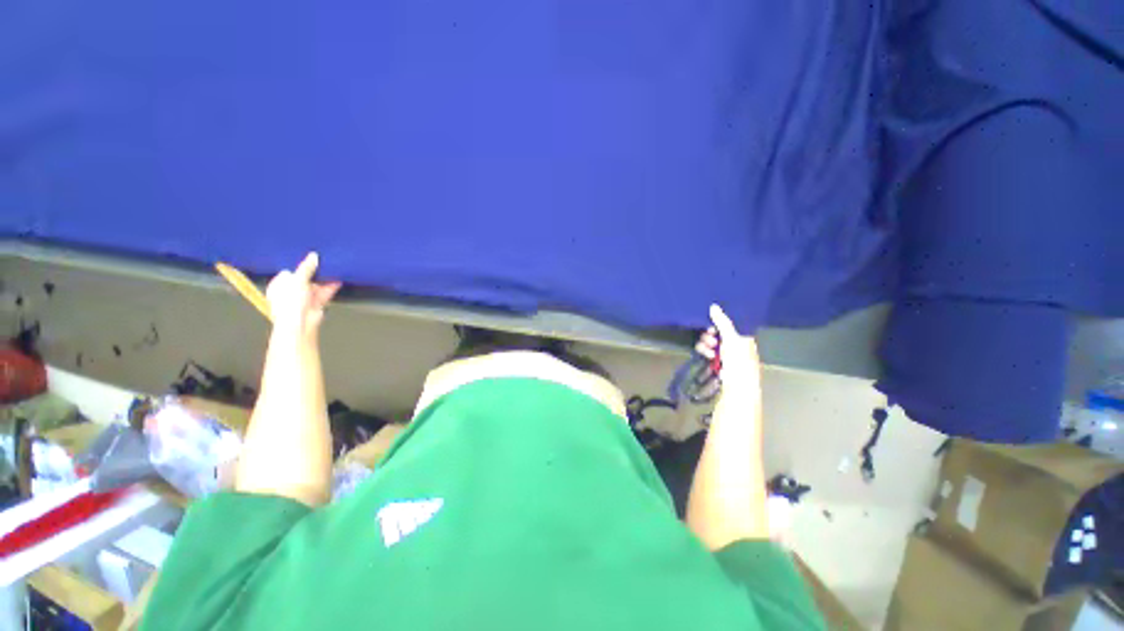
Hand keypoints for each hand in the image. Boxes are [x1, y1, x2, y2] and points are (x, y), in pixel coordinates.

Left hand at [265, 252, 340, 338]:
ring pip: (316, 285)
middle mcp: (291, 291)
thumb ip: (306, 268)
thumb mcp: (297, 280)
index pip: (290, 272)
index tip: (310, 259)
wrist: (300, 323)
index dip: (299, 266)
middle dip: (314, 272)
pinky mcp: (316, 303)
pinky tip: (338, 280)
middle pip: (304, 278)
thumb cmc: (290, 302)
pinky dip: (331, 287)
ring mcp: (304, 298)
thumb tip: (313, 256)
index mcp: (279, 285)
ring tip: (334, 270)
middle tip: (324, 262)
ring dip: (324, 279)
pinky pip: (324, 292)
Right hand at [695, 303, 760, 388]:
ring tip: (709, 352)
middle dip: (710, 336)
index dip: (717, 325)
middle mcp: (734, 345)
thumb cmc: (739, 362)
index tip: (711, 327)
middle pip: (716, 333)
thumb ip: (722, 323)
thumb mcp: (732, 339)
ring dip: (706, 345)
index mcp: (743, 338)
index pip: (727, 325)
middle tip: (710, 340)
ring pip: (709, 342)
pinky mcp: (714, 362)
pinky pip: (705, 352)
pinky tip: (707, 356)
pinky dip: (704, 352)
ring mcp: (723, 354)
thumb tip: (713, 306)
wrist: (737, 388)